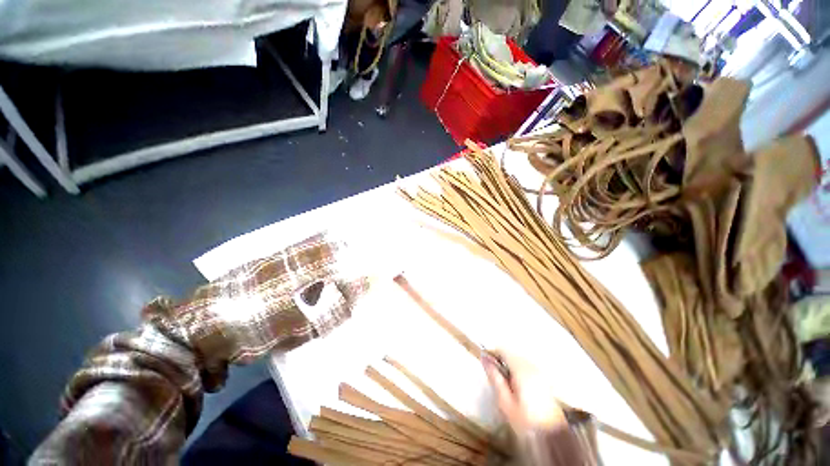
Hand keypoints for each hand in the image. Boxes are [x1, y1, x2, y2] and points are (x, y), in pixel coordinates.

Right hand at [482, 351, 566, 433]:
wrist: (548, 430)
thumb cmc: (524, 419)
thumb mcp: (504, 401)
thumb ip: (495, 378)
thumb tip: (485, 359)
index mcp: (523, 370)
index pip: (505, 351)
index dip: (492, 354)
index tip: (483, 361)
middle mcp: (534, 367)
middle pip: (514, 354)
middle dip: (501, 362)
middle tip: (491, 377)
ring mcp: (541, 372)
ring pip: (521, 361)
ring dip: (509, 367)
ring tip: (502, 386)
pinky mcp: (544, 379)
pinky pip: (527, 368)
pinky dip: (518, 373)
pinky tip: (515, 388)